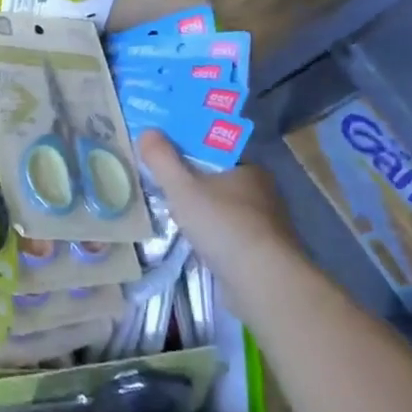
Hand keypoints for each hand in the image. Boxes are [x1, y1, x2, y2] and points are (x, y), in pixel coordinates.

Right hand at [139, 131, 297, 277]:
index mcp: (249, 169)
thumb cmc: (222, 224)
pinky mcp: (261, 253)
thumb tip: (146, 131)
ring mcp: (264, 225)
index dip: (188, 155)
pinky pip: (229, 236)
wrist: (261, 280)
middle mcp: (262, 193)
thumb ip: (162, 159)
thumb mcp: (182, 187)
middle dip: (193, 186)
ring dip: (202, 215)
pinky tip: (193, 244)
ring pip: (224, 211)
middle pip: (218, 183)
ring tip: (172, 218)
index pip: (215, 154)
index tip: (164, 162)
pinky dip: (212, 238)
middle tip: (161, 190)